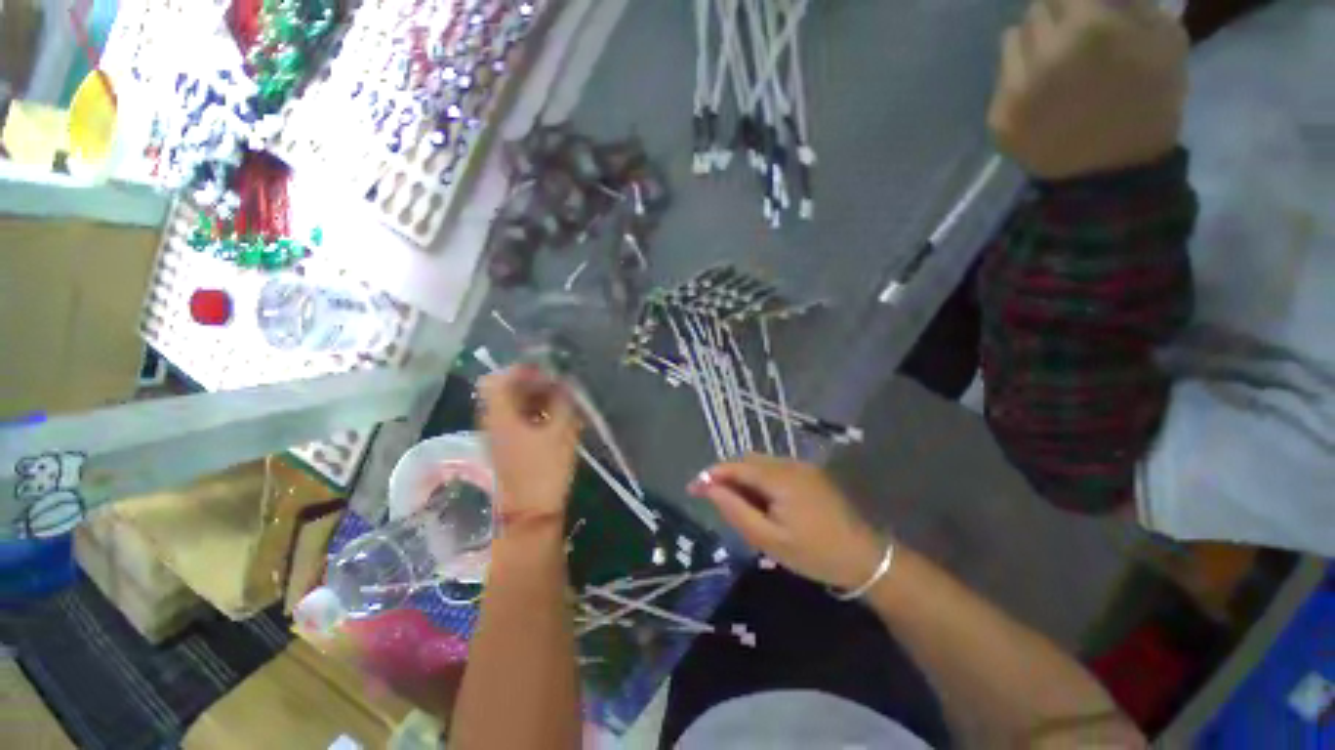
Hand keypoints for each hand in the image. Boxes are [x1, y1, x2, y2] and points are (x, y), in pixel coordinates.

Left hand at [477, 365, 580, 526]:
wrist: (530, 513)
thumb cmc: (545, 469)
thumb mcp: (561, 432)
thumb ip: (563, 403)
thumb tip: (564, 383)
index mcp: (501, 415)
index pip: (500, 379)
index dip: (522, 370)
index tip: (547, 371)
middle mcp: (493, 421)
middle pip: (505, 390)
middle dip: (532, 383)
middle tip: (558, 385)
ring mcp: (498, 435)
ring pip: (511, 405)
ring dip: (534, 398)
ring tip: (560, 401)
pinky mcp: (507, 447)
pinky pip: (516, 420)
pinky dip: (533, 413)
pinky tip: (554, 419)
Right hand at [688, 455, 885, 590]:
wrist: (865, 558)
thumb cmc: (814, 553)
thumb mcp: (769, 540)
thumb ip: (737, 511)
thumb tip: (710, 489)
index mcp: (779, 478)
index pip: (736, 466)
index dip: (711, 474)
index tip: (692, 488)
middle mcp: (790, 463)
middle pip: (747, 461)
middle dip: (727, 476)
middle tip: (715, 501)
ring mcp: (802, 466)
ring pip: (761, 464)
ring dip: (744, 478)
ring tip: (739, 506)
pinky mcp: (810, 473)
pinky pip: (775, 469)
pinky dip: (760, 481)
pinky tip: (762, 503)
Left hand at [987, 0, 1187, 179]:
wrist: (1113, 172)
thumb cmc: (1150, 102)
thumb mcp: (1165, 37)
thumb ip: (1128, 1)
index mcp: (1088, 27)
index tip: (1083, 5)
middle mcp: (1043, 53)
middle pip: (1037, 8)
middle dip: (1057, 13)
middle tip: (1074, 32)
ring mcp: (1014, 89)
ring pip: (1013, 39)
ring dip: (1033, 41)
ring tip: (1055, 63)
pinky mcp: (997, 117)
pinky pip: (1002, 78)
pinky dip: (1019, 76)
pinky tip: (1041, 93)